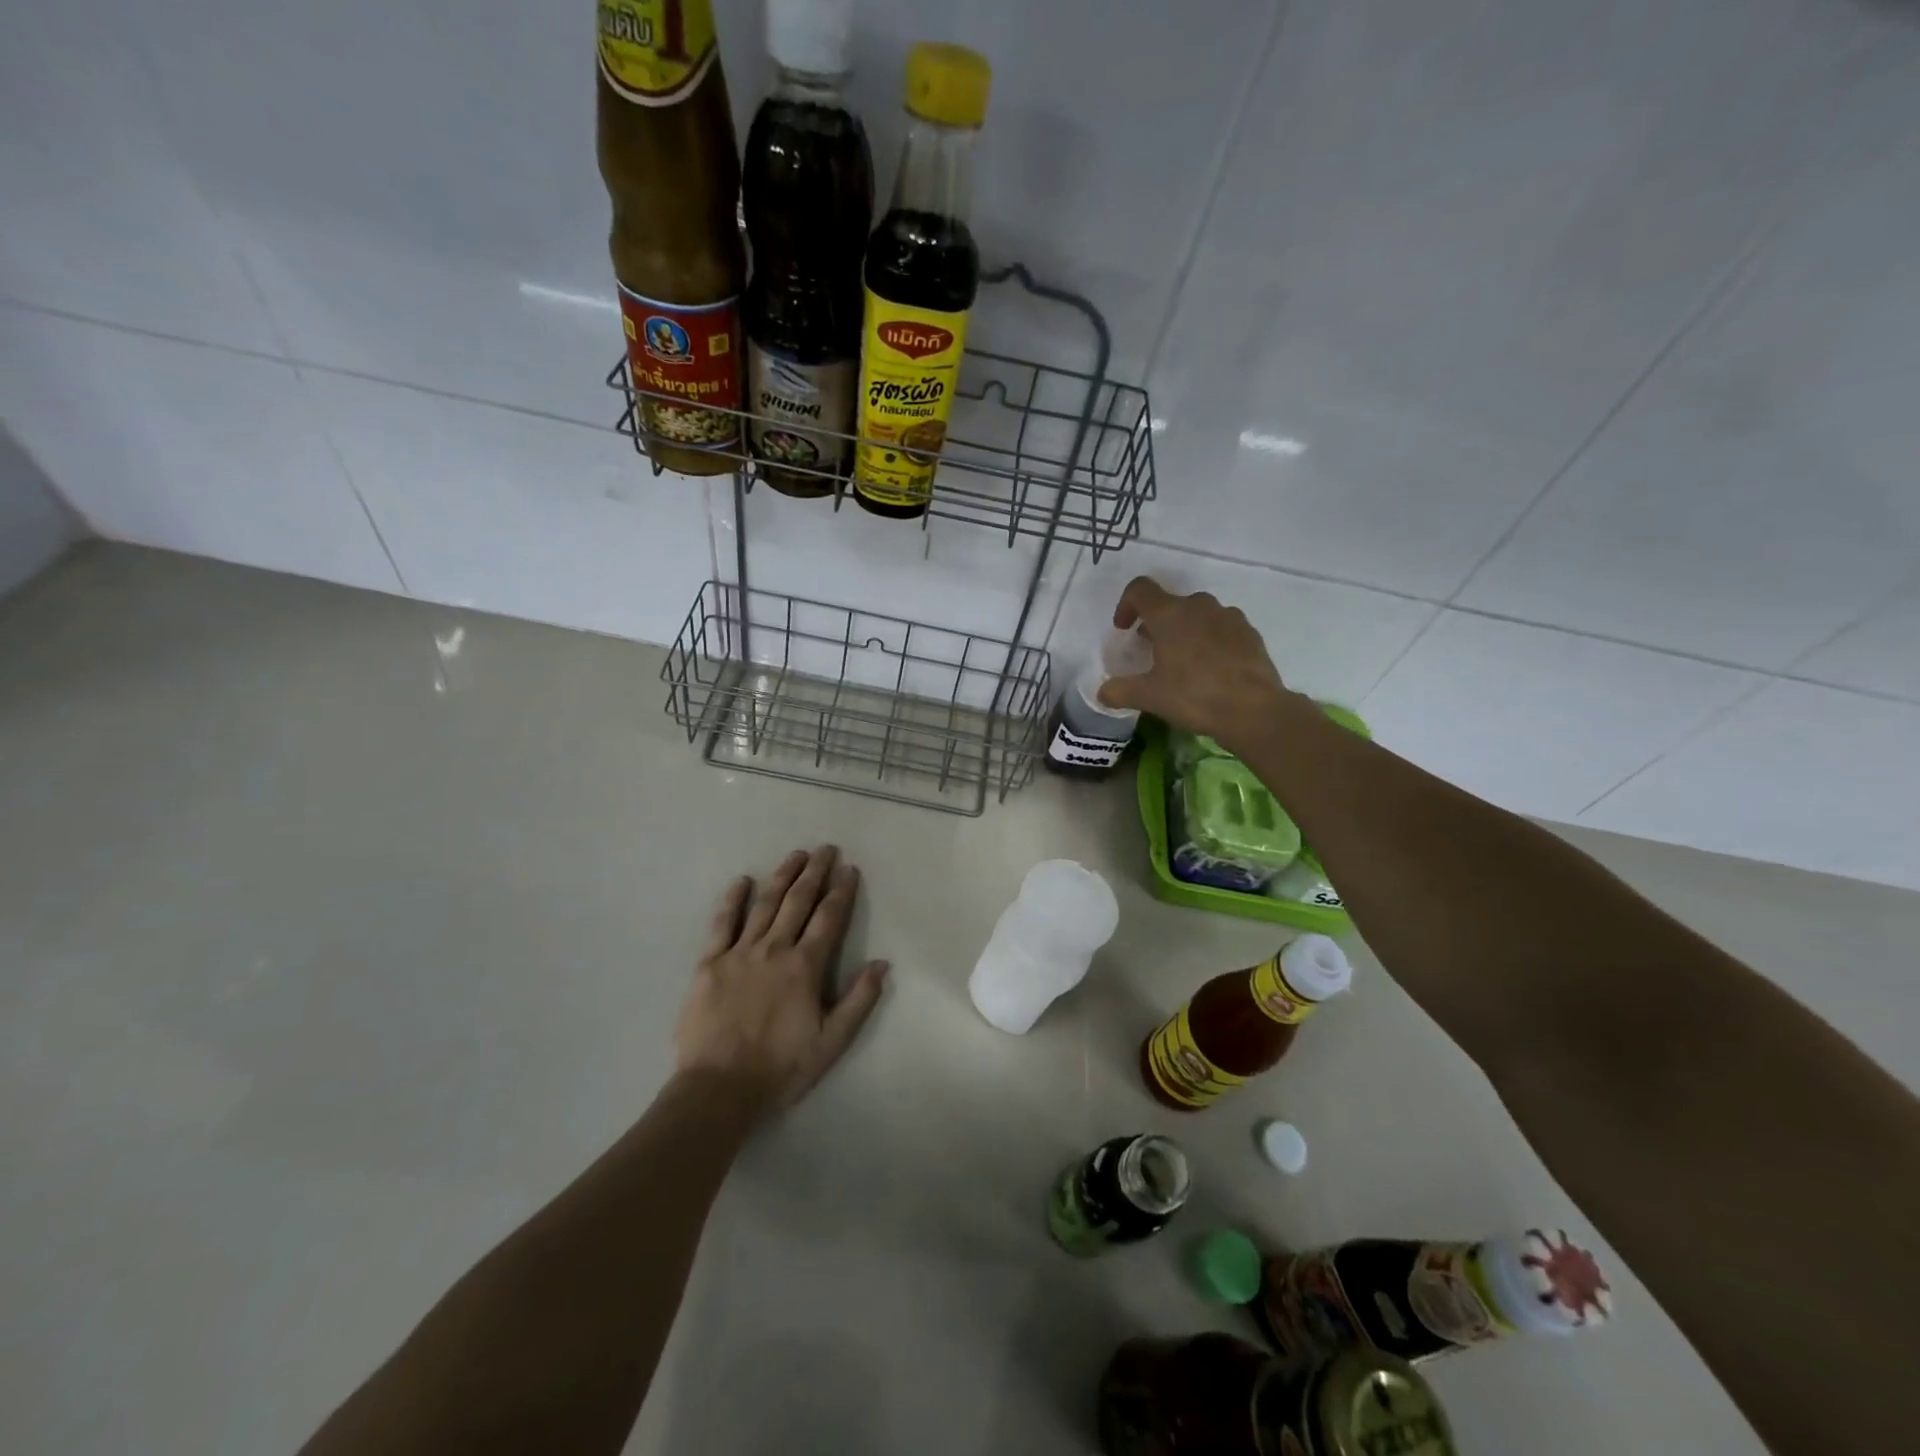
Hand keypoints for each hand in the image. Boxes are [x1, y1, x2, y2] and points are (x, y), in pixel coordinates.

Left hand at [675, 845, 888, 1112]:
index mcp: (804, 967)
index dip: (841, 892)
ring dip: (782, 876)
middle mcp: (774, 949)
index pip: (828, 919)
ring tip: (795, 855)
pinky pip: (722, 924)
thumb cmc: (780, 1068)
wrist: (718, 1089)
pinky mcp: (709, 963)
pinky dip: (732, 900)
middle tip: (825, 849)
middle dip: (814, 873)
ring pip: (765, 905)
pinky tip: (741, 880)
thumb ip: (858, 1001)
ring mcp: (739, 953)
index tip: (849, 869)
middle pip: (798, 902)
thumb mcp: (831, 1043)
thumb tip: (882, 963)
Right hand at [1098, 577, 1292, 752]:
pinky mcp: (1249, 632)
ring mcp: (1228, 616)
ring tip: (1182, 661)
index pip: (1140, 589)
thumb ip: (1119, 691)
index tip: (1124, 629)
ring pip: (1197, 614)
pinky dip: (1209, 640)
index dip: (1126, 604)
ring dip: (1184, 630)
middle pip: (1170, 603)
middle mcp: (1199, 606)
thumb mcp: (1149, 697)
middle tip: (1151, 651)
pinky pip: (1221, 627)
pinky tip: (1211, 669)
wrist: (1254, 709)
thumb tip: (1102, 693)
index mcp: (1169, 614)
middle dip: (1156, 623)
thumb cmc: (1194, 696)